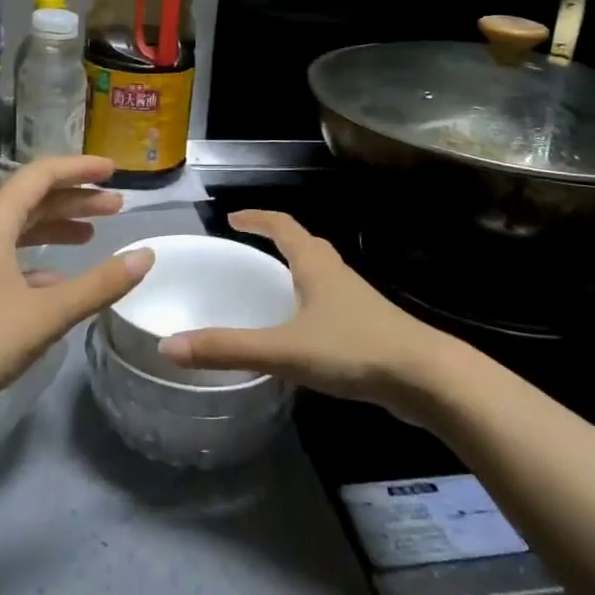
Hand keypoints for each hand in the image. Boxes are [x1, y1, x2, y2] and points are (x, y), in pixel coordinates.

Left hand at [0, 156, 151, 453]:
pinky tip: (54, 281)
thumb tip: (146, 255)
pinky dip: (35, 258)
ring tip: (92, 235)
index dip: (81, 168)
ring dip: (55, 226)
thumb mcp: (43, 316)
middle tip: (115, 207)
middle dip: (75, 199)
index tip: (115, 172)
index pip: (42, 174)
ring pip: (17, 227)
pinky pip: (4, 255)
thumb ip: (98, 285)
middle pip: (32, 198)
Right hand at [157, 210, 451, 421]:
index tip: (233, 217)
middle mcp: (334, 273)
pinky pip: (328, 302)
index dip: (258, 218)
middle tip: (247, 247)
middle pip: (303, 244)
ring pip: (318, 273)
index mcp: (315, 264)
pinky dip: (307, 302)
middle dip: (276, 240)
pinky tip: (300, 331)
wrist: (424, 377)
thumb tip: (169, 346)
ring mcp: (354, 299)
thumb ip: (229, 348)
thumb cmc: (353, 348)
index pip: (282, 226)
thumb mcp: (285, 349)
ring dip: (294, 271)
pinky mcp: (366, 326)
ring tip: (269, 286)